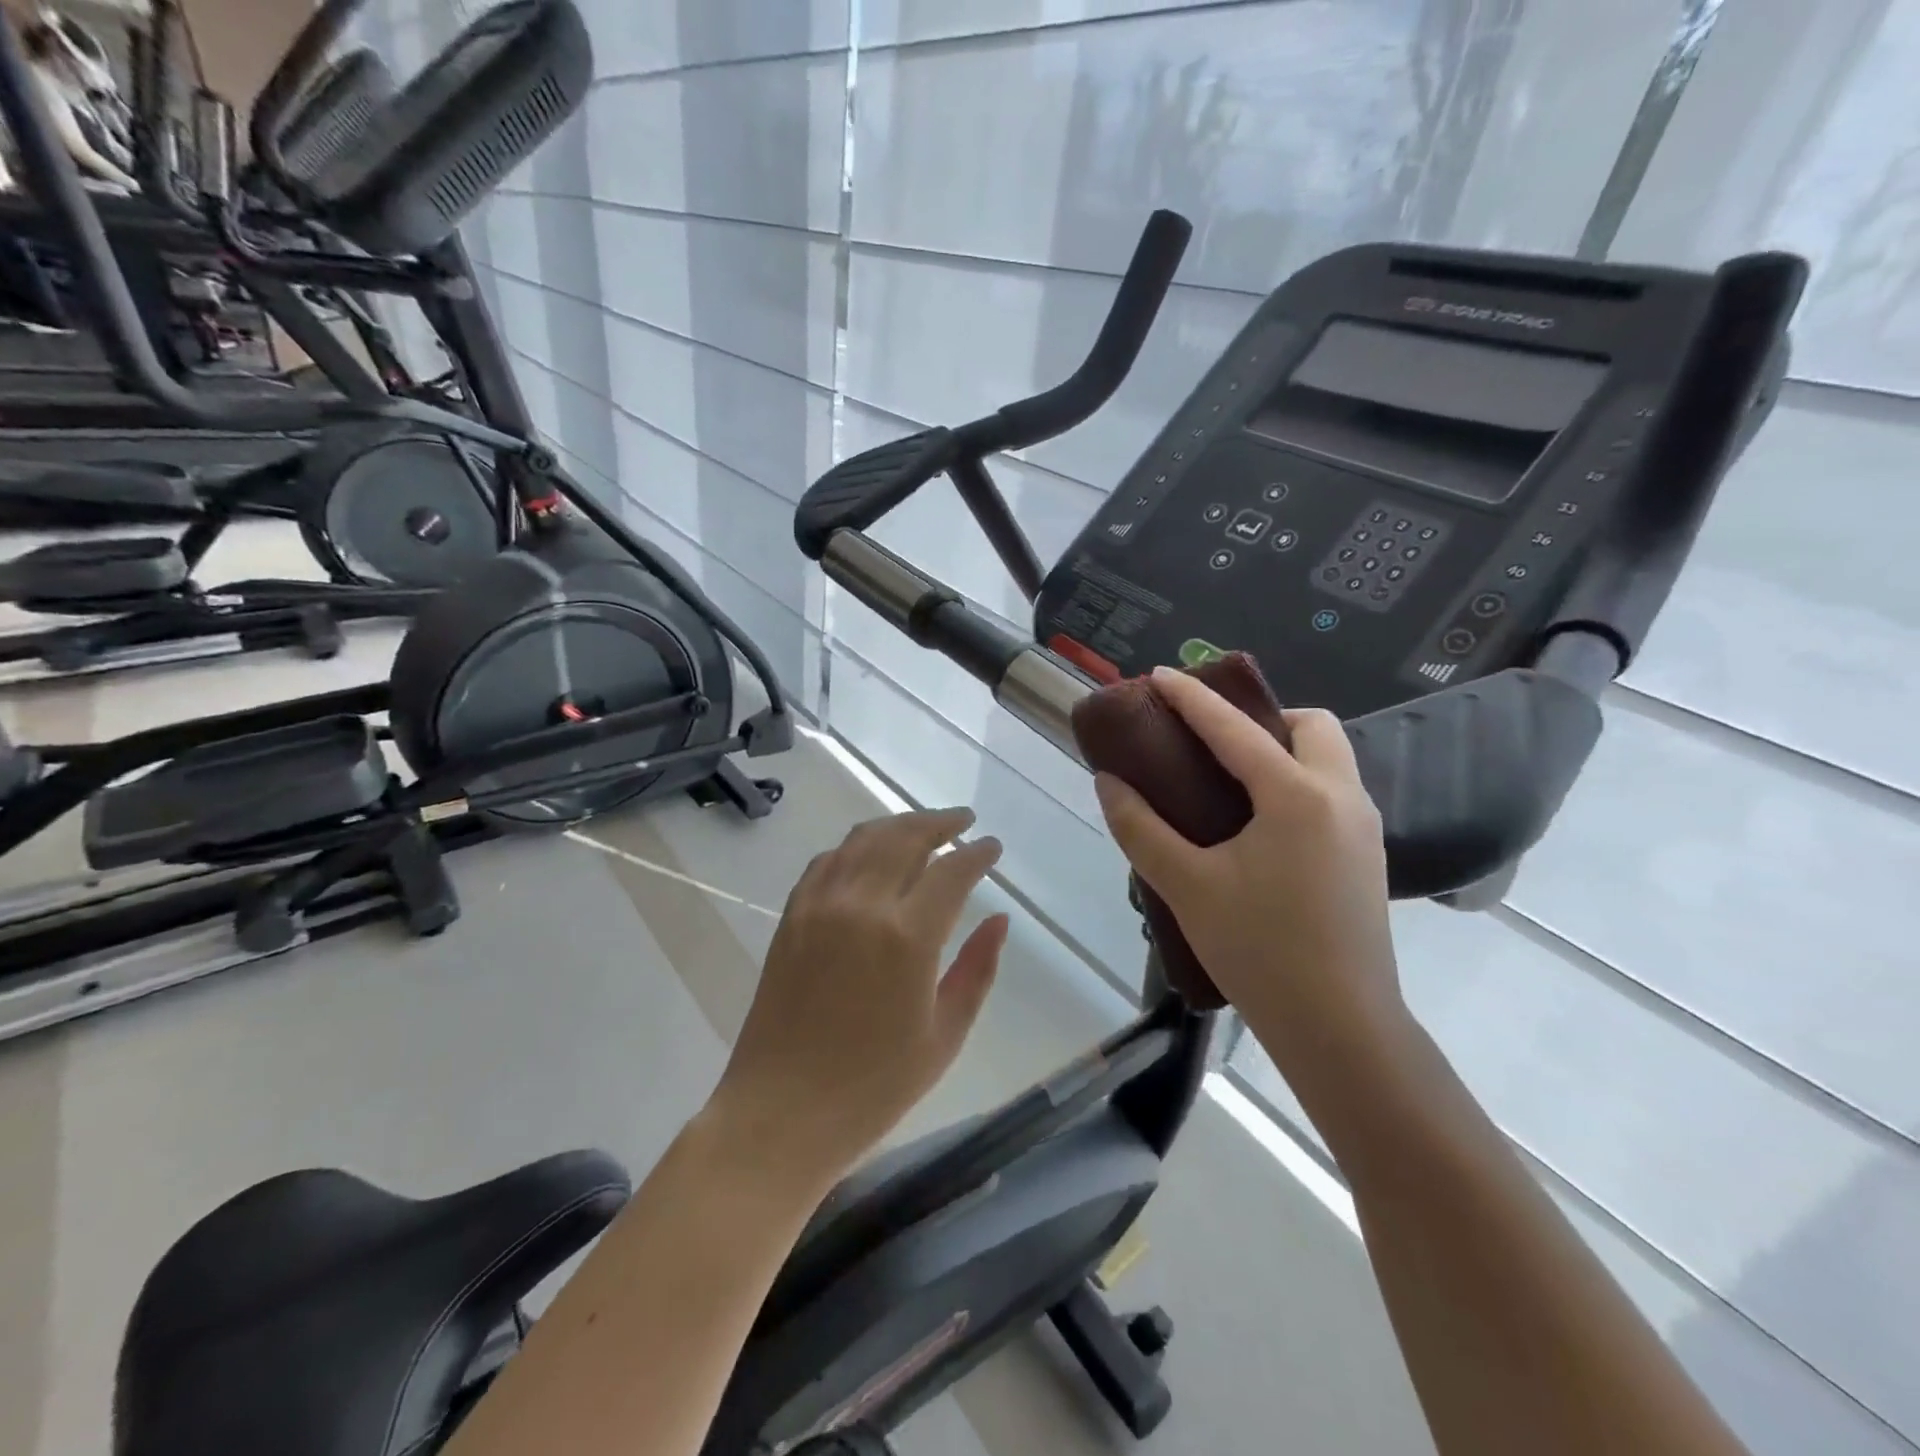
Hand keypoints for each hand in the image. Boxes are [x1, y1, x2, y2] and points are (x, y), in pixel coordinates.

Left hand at [708, 808, 1009, 1186]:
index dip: (977, 854)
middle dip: (940, 822)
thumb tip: (999, 919)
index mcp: (907, 937)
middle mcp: (862, 905)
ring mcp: (820, 905)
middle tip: (963, 821)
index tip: (993, 847)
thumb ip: (977, 969)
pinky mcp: (792, 915)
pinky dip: (856, 847)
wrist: (780, 1113)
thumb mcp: (944, 1035)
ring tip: (924, 828)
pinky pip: (828, 861)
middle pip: (905, 837)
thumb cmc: (873, 1087)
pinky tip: (870, 855)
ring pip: (864, 839)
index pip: (951, 871)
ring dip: (899, 825)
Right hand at [1093, 667, 1402, 1061]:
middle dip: (1262, 716)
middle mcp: (1341, 798)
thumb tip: (1109, 783)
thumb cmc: (1260, 951)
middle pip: (1310, 726)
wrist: (1341, 1029)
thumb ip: (1141, 828)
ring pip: (1329, 758)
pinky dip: (1297, 780)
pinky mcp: (1368, 856)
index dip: (1192, 697)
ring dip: (1283, 748)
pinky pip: (1333, 791)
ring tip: (1230, 778)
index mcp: (1296, 796)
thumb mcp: (1187, 886)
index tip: (1159, 675)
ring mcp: (1364, 827)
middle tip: (1212, 740)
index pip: (1235, 728)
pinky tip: (1259, 822)